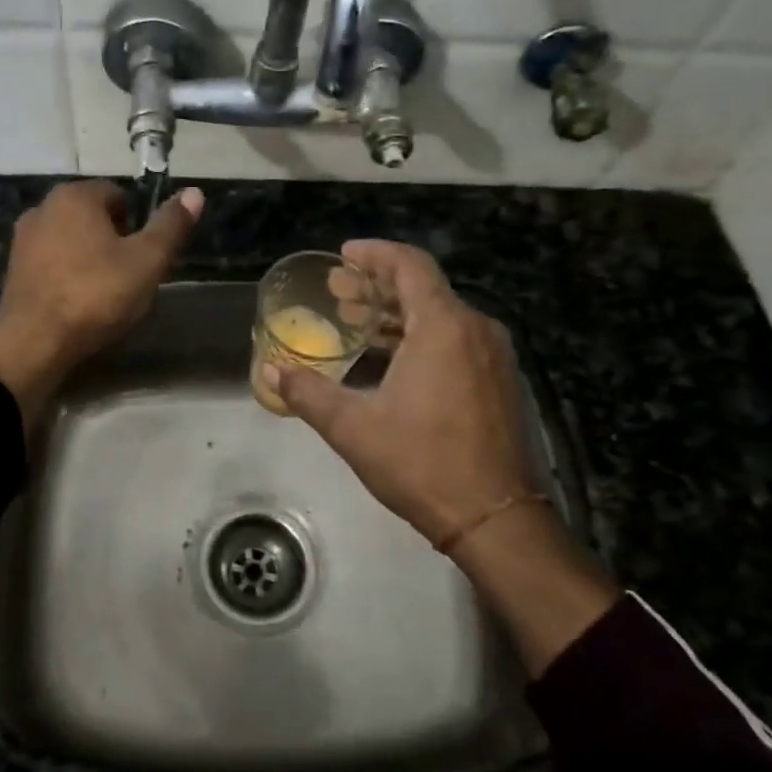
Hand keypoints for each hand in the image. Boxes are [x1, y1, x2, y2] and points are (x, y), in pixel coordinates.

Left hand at [0, 180, 202, 424]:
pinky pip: (53, 264)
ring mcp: (23, 240)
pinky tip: (80, 304)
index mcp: (75, 196)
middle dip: (114, 242)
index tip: (146, 257)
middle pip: (93, 218)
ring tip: (107, 295)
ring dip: (91, 259)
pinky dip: (69, 276)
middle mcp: (43, 208)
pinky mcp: (13, 270)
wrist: (34, 343)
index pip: (118, 195)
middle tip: (132, 277)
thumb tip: (195, 192)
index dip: (138, 225)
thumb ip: (171, 225)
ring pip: (72, 241)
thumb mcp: (147, 261)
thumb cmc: (96, 294)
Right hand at [269, 240, 532, 546]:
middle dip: (378, 286)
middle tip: (338, 292)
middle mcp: (475, 329)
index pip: (410, 265)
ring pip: (441, 315)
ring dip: (397, 314)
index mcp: (444, 327)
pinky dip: (420, 336)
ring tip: (356, 322)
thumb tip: (272, 373)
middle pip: (424, 288)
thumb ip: (309, 393)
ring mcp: (492, 356)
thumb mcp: (353, 428)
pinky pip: (456, 339)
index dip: (374, 254)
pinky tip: (391, 358)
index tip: (343, 256)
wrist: (495, 517)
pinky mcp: (499, 381)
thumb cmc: (422, 464)